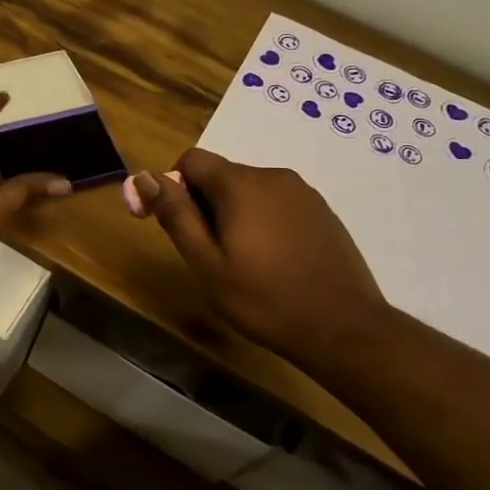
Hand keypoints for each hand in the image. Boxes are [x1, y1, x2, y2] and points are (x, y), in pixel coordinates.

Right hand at [125, 148, 387, 366]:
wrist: (344, 328)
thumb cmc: (264, 299)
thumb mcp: (207, 263)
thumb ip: (176, 215)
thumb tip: (145, 177)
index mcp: (241, 185)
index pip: (192, 160)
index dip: (172, 186)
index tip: (171, 223)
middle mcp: (273, 176)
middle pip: (221, 175)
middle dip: (204, 205)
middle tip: (207, 254)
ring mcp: (303, 193)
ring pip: (250, 191)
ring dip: (234, 214)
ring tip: (241, 261)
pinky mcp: (323, 212)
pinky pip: (277, 204)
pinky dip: (263, 222)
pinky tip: (272, 261)